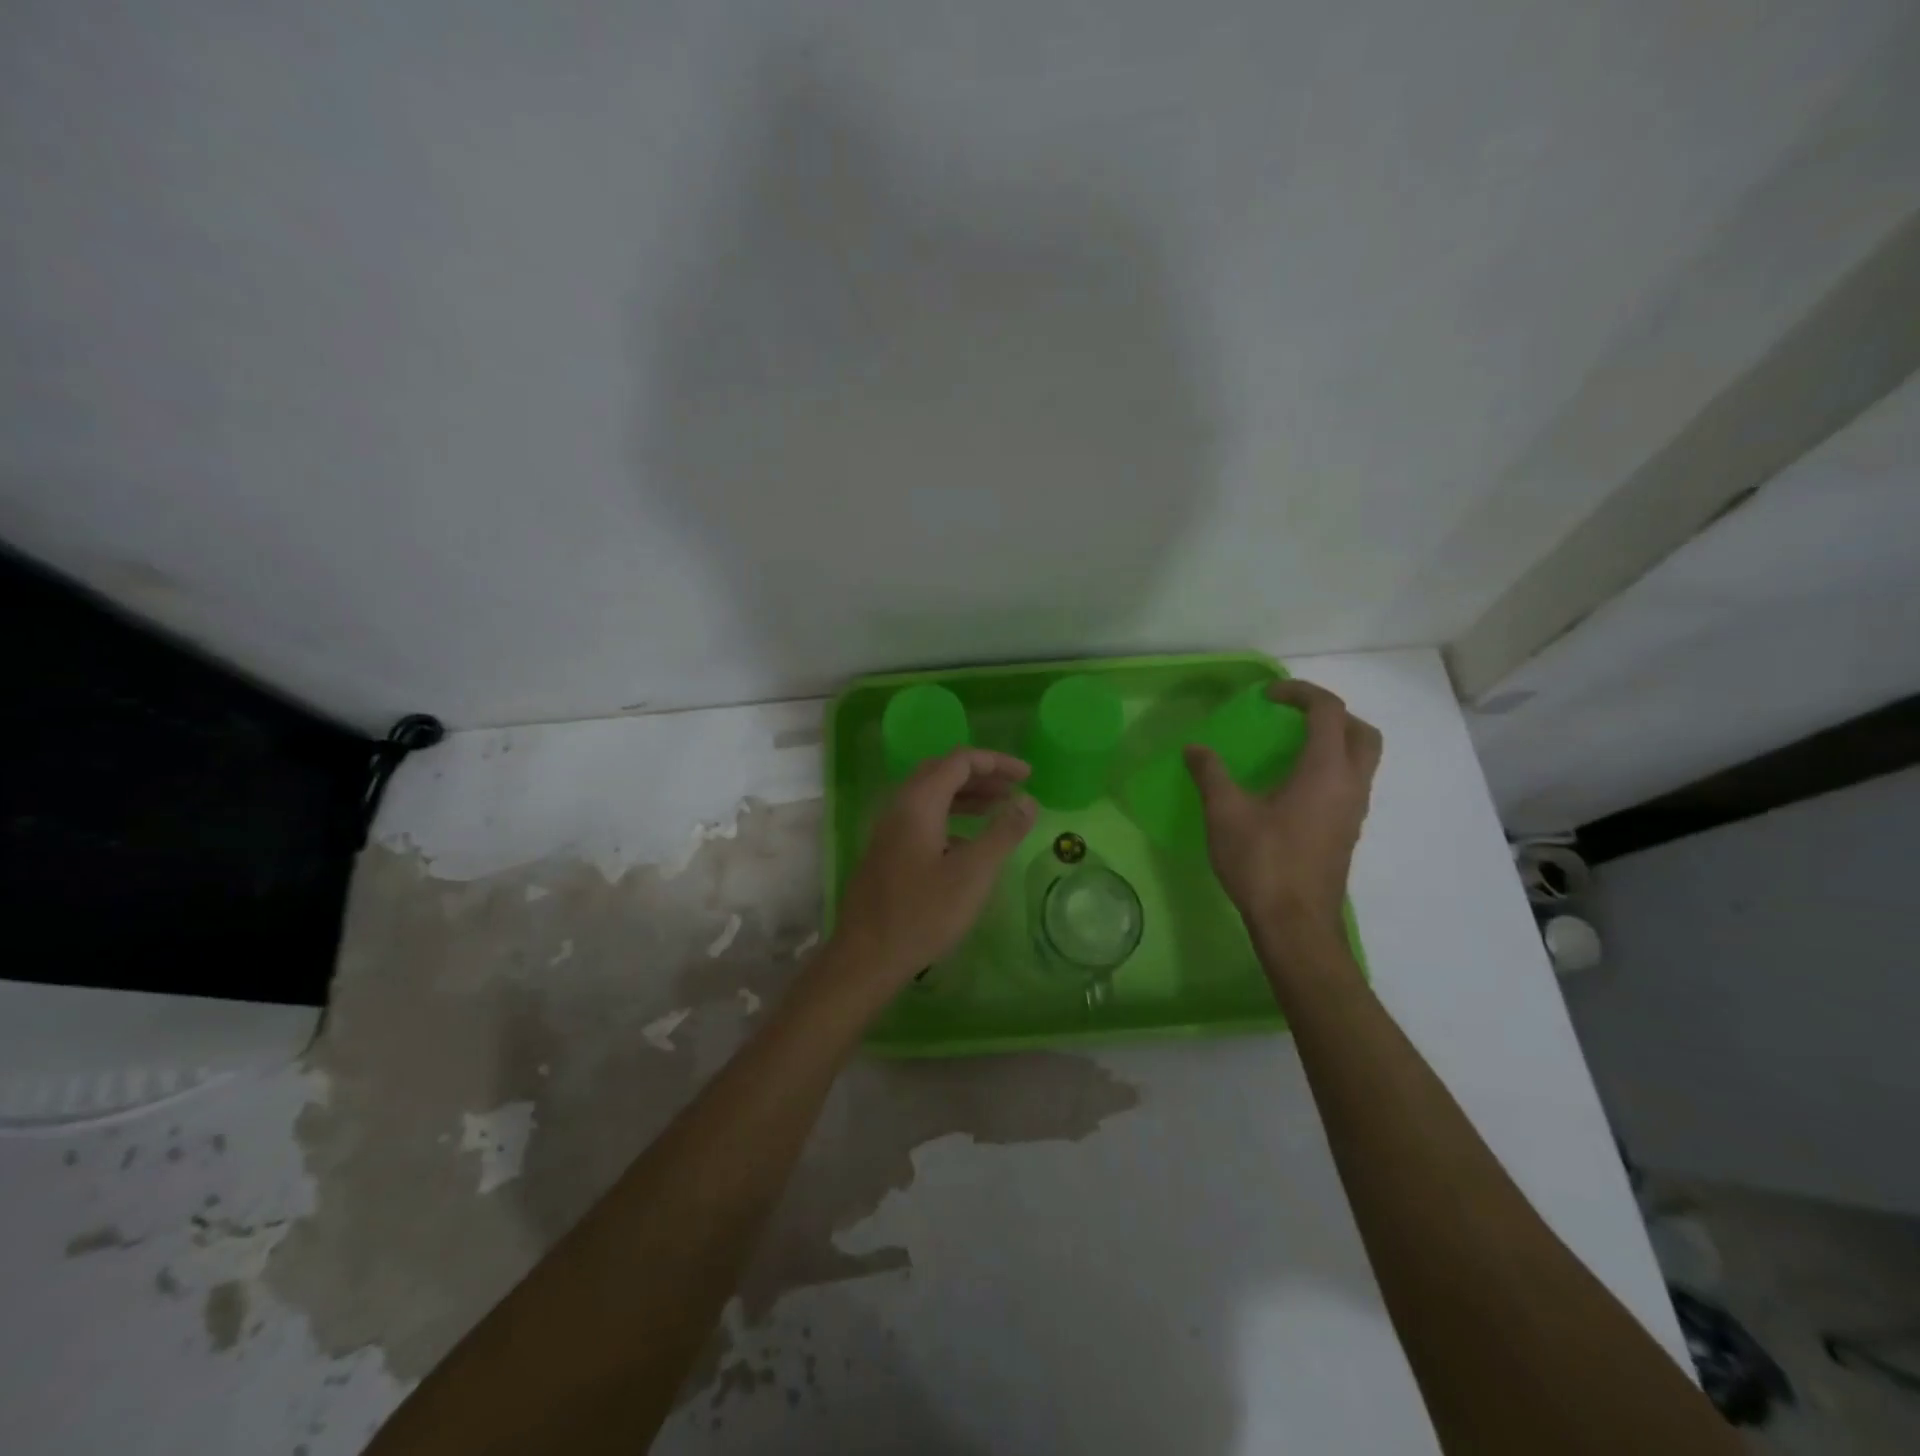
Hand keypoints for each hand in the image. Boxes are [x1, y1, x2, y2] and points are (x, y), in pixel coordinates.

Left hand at [831, 748, 1037, 986]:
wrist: (867, 957)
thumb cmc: (923, 913)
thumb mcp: (973, 873)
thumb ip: (1003, 832)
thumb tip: (1028, 801)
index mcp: (918, 802)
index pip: (960, 761)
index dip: (997, 762)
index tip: (1029, 777)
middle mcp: (899, 807)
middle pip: (942, 772)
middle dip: (981, 776)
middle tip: (1014, 790)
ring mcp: (888, 830)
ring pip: (930, 796)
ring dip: (966, 796)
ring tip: (998, 809)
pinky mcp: (886, 852)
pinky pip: (921, 819)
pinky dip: (950, 818)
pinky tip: (967, 843)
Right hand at [1185, 679, 1380, 953]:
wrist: (1295, 924)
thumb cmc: (1263, 862)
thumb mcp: (1225, 813)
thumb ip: (1211, 774)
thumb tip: (1195, 749)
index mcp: (1325, 771)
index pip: (1328, 711)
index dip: (1300, 693)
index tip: (1268, 696)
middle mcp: (1350, 784)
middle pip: (1361, 731)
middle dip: (1331, 714)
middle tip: (1293, 717)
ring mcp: (1354, 811)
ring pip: (1362, 759)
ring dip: (1335, 741)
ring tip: (1291, 748)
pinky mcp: (1348, 832)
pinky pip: (1351, 783)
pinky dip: (1331, 768)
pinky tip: (1292, 787)